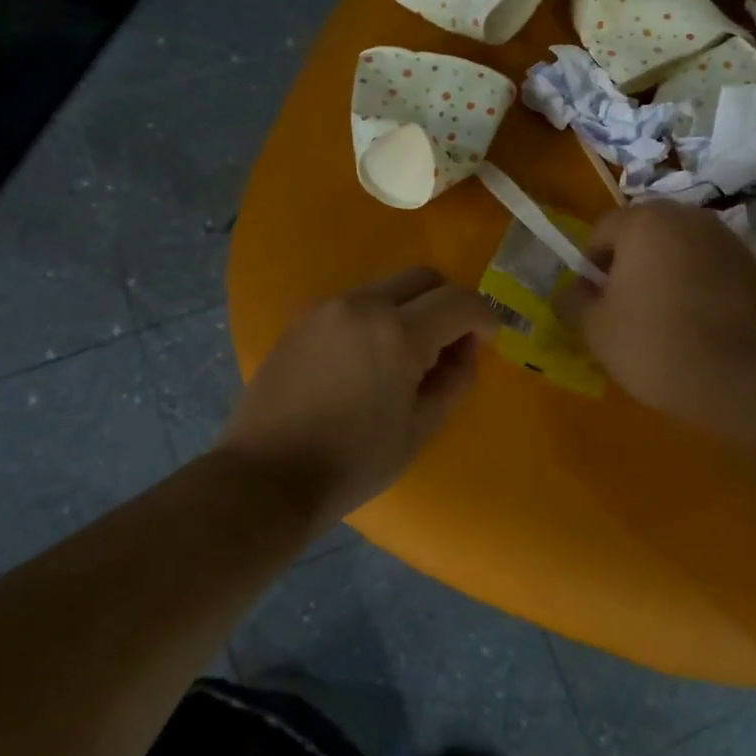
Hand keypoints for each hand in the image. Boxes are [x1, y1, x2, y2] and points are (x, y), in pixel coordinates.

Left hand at [218, 267, 499, 526]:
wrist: (268, 477)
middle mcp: (362, 305)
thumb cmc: (353, 462)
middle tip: (449, 345)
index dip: (484, 318)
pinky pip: (353, 304)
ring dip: (410, 309)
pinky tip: (366, 360)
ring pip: (386, 287)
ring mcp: (326, 308)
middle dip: (448, 303)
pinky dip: (375, 318)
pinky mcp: (300, 320)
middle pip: (423, 278)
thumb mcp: (419, 429)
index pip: (459, 301)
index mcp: (398, 332)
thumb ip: (455, 380)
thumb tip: (466, 348)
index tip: (487, 341)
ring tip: (405, 357)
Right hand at [559, 202, 755, 440]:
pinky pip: (713, 267)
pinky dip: (700, 283)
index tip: (593, 299)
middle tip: (626, 304)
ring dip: (667, 269)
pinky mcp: (755, 268)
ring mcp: (728, 240)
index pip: (602, 231)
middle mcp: (689, 218)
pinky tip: (698, 321)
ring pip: (682, 248)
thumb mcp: (594, 328)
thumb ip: (572, 301)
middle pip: (646, 233)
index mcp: (645, 222)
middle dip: (631, 261)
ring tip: (664, 313)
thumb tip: (570, 292)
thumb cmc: (652, 344)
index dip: (590, 265)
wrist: (736, 380)